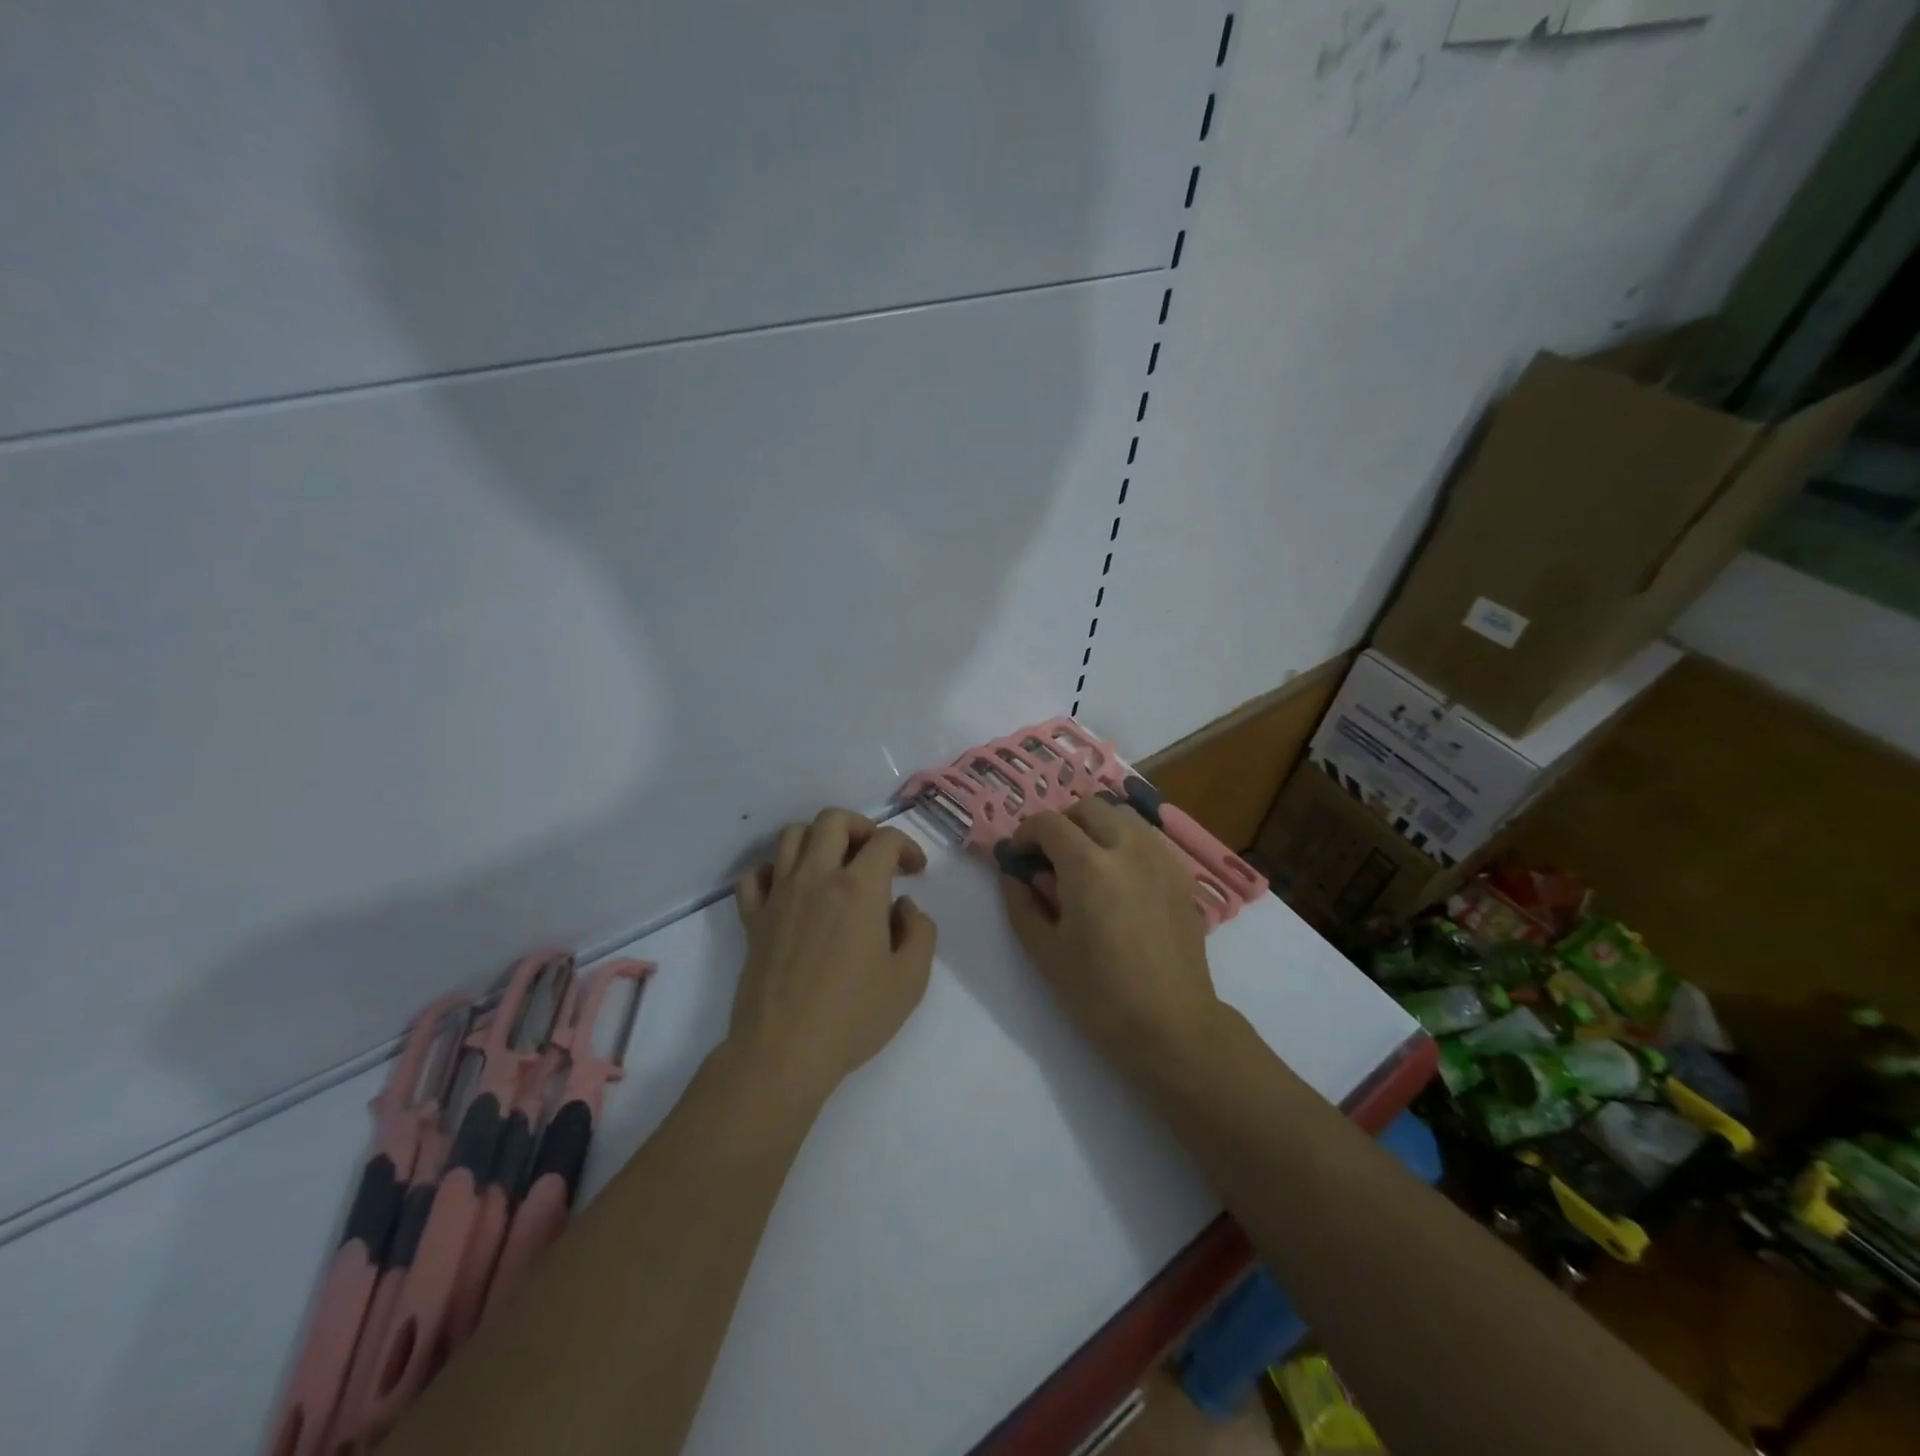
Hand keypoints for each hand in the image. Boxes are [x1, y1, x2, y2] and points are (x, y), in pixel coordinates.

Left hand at [729, 808, 936, 1104]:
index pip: (885, 840)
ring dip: (818, 839)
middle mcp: (816, 877)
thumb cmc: (854, 1016)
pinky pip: (755, 874)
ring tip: (834, 865)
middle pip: (833, 819)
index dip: (907, 847)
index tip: (916, 871)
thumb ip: (920, 930)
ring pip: (791, 835)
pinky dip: (773, 870)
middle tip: (875, 855)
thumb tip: (902, 906)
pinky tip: (790, 889)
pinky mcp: (752, 918)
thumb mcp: (911, 978)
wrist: (784, 1052)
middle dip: (861, 827)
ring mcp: (779, 894)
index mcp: (859, 888)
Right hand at [998, 796, 1222, 1070]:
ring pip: (1123, 815)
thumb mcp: (1044, 952)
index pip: (1049, 823)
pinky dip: (1126, 841)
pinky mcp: (1181, 874)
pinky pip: (1148, 838)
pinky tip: (1120, 877)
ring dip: (1096, 826)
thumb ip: (1021, 904)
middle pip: (1088, 807)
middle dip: (1062, 823)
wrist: (1170, 1025)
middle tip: (1050, 856)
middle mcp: (1128, 848)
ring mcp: (1161, 858)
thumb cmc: (1099, 995)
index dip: (1026, 834)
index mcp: (1088, 866)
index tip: (1019, 857)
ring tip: (1086, 860)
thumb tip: (1012, 874)